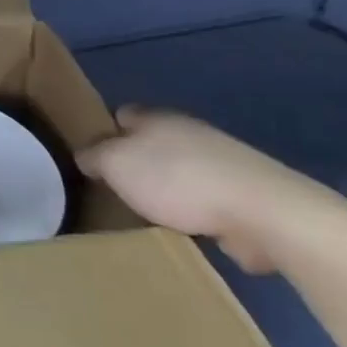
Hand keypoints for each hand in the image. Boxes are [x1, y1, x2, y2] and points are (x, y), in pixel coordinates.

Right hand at [74, 107, 327, 273]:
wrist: (260, 210)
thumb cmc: (177, 179)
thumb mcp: (116, 163)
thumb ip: (94, 156)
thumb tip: (86, 155)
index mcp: (155, 118)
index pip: (122, 115)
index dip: (106, 133)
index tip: (94, 159)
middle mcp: (188, 132)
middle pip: (152, 143)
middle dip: (137, 164)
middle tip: (117, 192)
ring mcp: (221, 162)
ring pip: (181, 171)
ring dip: (169, 190)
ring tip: (149, 216)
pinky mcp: (244, 194)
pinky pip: (207, 199)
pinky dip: (196, 212)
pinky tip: (186, 231)